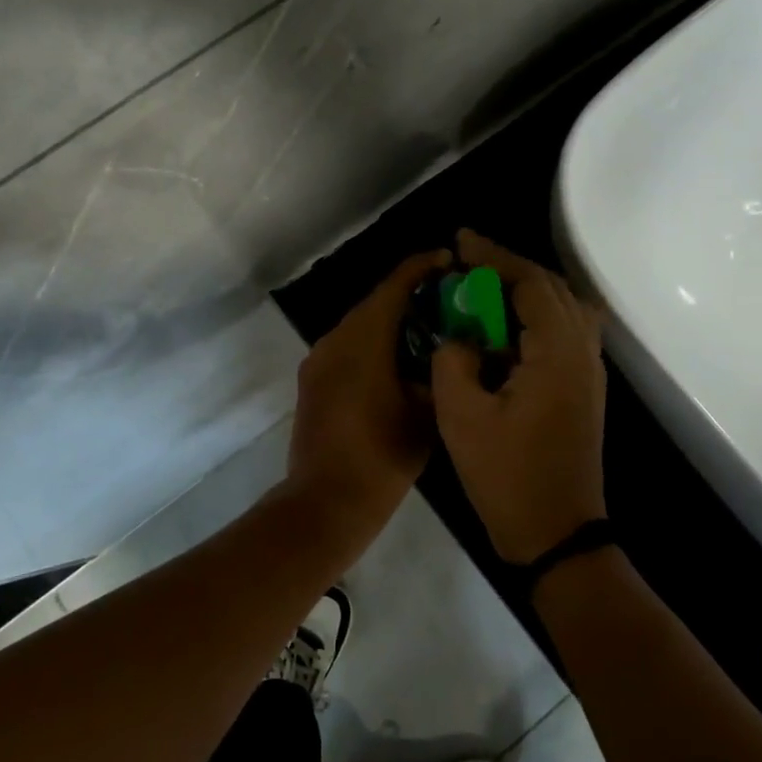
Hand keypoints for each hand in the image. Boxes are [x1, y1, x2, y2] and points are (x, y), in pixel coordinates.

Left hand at [286, 249, 449, 527]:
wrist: (325, 501)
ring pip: (358, 326)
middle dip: (409, 296)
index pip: (394, 286)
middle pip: (374, 303)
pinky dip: (372, 345)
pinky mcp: (312, 382)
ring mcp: (318, 361)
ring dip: (389, 322)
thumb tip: (447, 353)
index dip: (422, 267)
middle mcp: (334, 340)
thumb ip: (438, 373)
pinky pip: (346, 349)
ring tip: (427, 331)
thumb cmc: (381, 457)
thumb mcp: (425, 414)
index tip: (449, 260)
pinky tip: (398, 362)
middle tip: (447, 300)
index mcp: (363, 340)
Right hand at [431, 231, 606, 563]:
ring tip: (484, 289)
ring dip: (525, 290)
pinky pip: (563, 332)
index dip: (494, 256)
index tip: (461, 241)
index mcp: (556, 353)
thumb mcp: (461, 416)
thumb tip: (460, 338)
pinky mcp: (583, 389)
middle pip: (552, 288)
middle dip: (509, 268)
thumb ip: (454, 360)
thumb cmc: (506, 476)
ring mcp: (588, 372)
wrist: (556, 532)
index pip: (529, 283)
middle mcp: (582, 353)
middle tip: (468, 261)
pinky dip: (534, 315)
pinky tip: (504, 328)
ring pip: (562, 308)